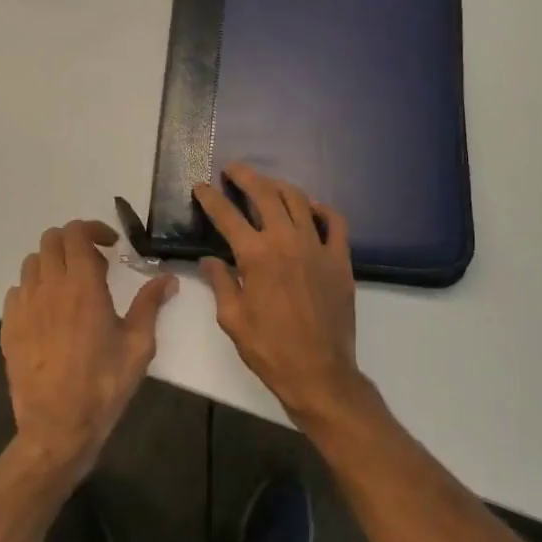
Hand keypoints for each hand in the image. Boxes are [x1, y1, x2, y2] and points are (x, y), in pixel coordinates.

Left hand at [1, 220, 177, 477]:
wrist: (58, 427)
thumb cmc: (104, 384)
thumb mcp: (138, 345)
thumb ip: (150, 305)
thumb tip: (168, 279)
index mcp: (82, 286)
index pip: (76, 233)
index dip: (93, 229)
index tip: (111, 246)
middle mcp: (49, 287)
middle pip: (51, 240)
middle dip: (74, 242)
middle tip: (95, 265)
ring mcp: (24, 307)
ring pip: (32, 263)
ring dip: (53, 264)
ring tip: (72, 287)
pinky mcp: (9, 327)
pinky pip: (17, 291)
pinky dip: (34, 288)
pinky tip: (50, 312)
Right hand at [196, 164, 370, 420]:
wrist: (319, 372)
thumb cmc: (269, 349)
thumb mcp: (232, 318)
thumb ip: (220, 282)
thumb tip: (210, 260)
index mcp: (255, 256)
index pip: (227, 215)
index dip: (211, 198)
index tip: (201, 186)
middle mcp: (286, 241)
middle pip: (265, 194)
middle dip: (245, 177)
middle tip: (233, 169)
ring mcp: (317, 247)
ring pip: (298, 200)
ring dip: (279, 186)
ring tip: (266, 184)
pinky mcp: (340, 259)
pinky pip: (335, 222)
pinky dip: (322, 209)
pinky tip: (311, 207)